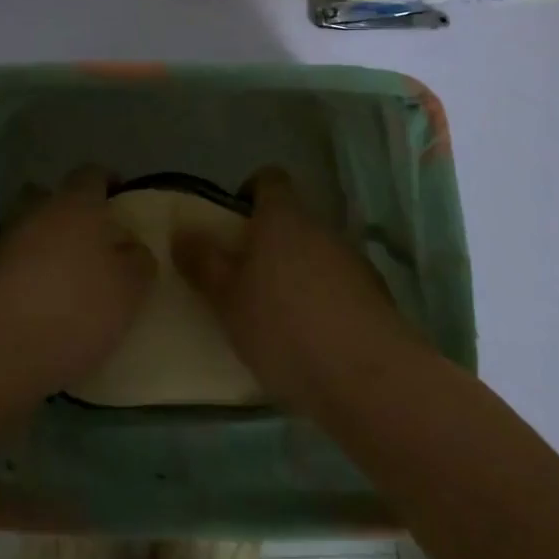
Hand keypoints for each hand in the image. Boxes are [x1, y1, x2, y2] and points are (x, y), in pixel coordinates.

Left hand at [0, 167, 155, 402]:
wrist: (1, 349)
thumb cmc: (77, 307)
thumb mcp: (129, 289)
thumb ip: (138, 261)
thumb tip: (133, 248)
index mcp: (75, 204)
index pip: (91, 174)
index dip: (107, 181)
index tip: (120, 197)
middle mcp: (36, 211)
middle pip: (51, 196)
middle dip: (68, 210)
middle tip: (91, 238)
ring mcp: (5, 241)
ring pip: (29, 228)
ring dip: (44, 243)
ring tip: (66, 275)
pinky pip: (12, 262)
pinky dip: (26, 272)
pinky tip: (41, 300)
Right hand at [173, 168, 411, 414]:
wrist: (369, 380)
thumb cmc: (284, 327)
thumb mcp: (226, 298)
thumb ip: (202, 262)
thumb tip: (182, 231)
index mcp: (283, 217)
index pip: (269, 179)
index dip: (249, 193)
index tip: (232, 224)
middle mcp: (321, 228)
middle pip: (292, 221)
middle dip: (268, 244)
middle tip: (242, 279)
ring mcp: (353, 262)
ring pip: (315, 255)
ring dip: (296, 275)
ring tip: (274, 318)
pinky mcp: (376, 298)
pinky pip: (338, 288)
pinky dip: (322, 303)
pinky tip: (309, 342)